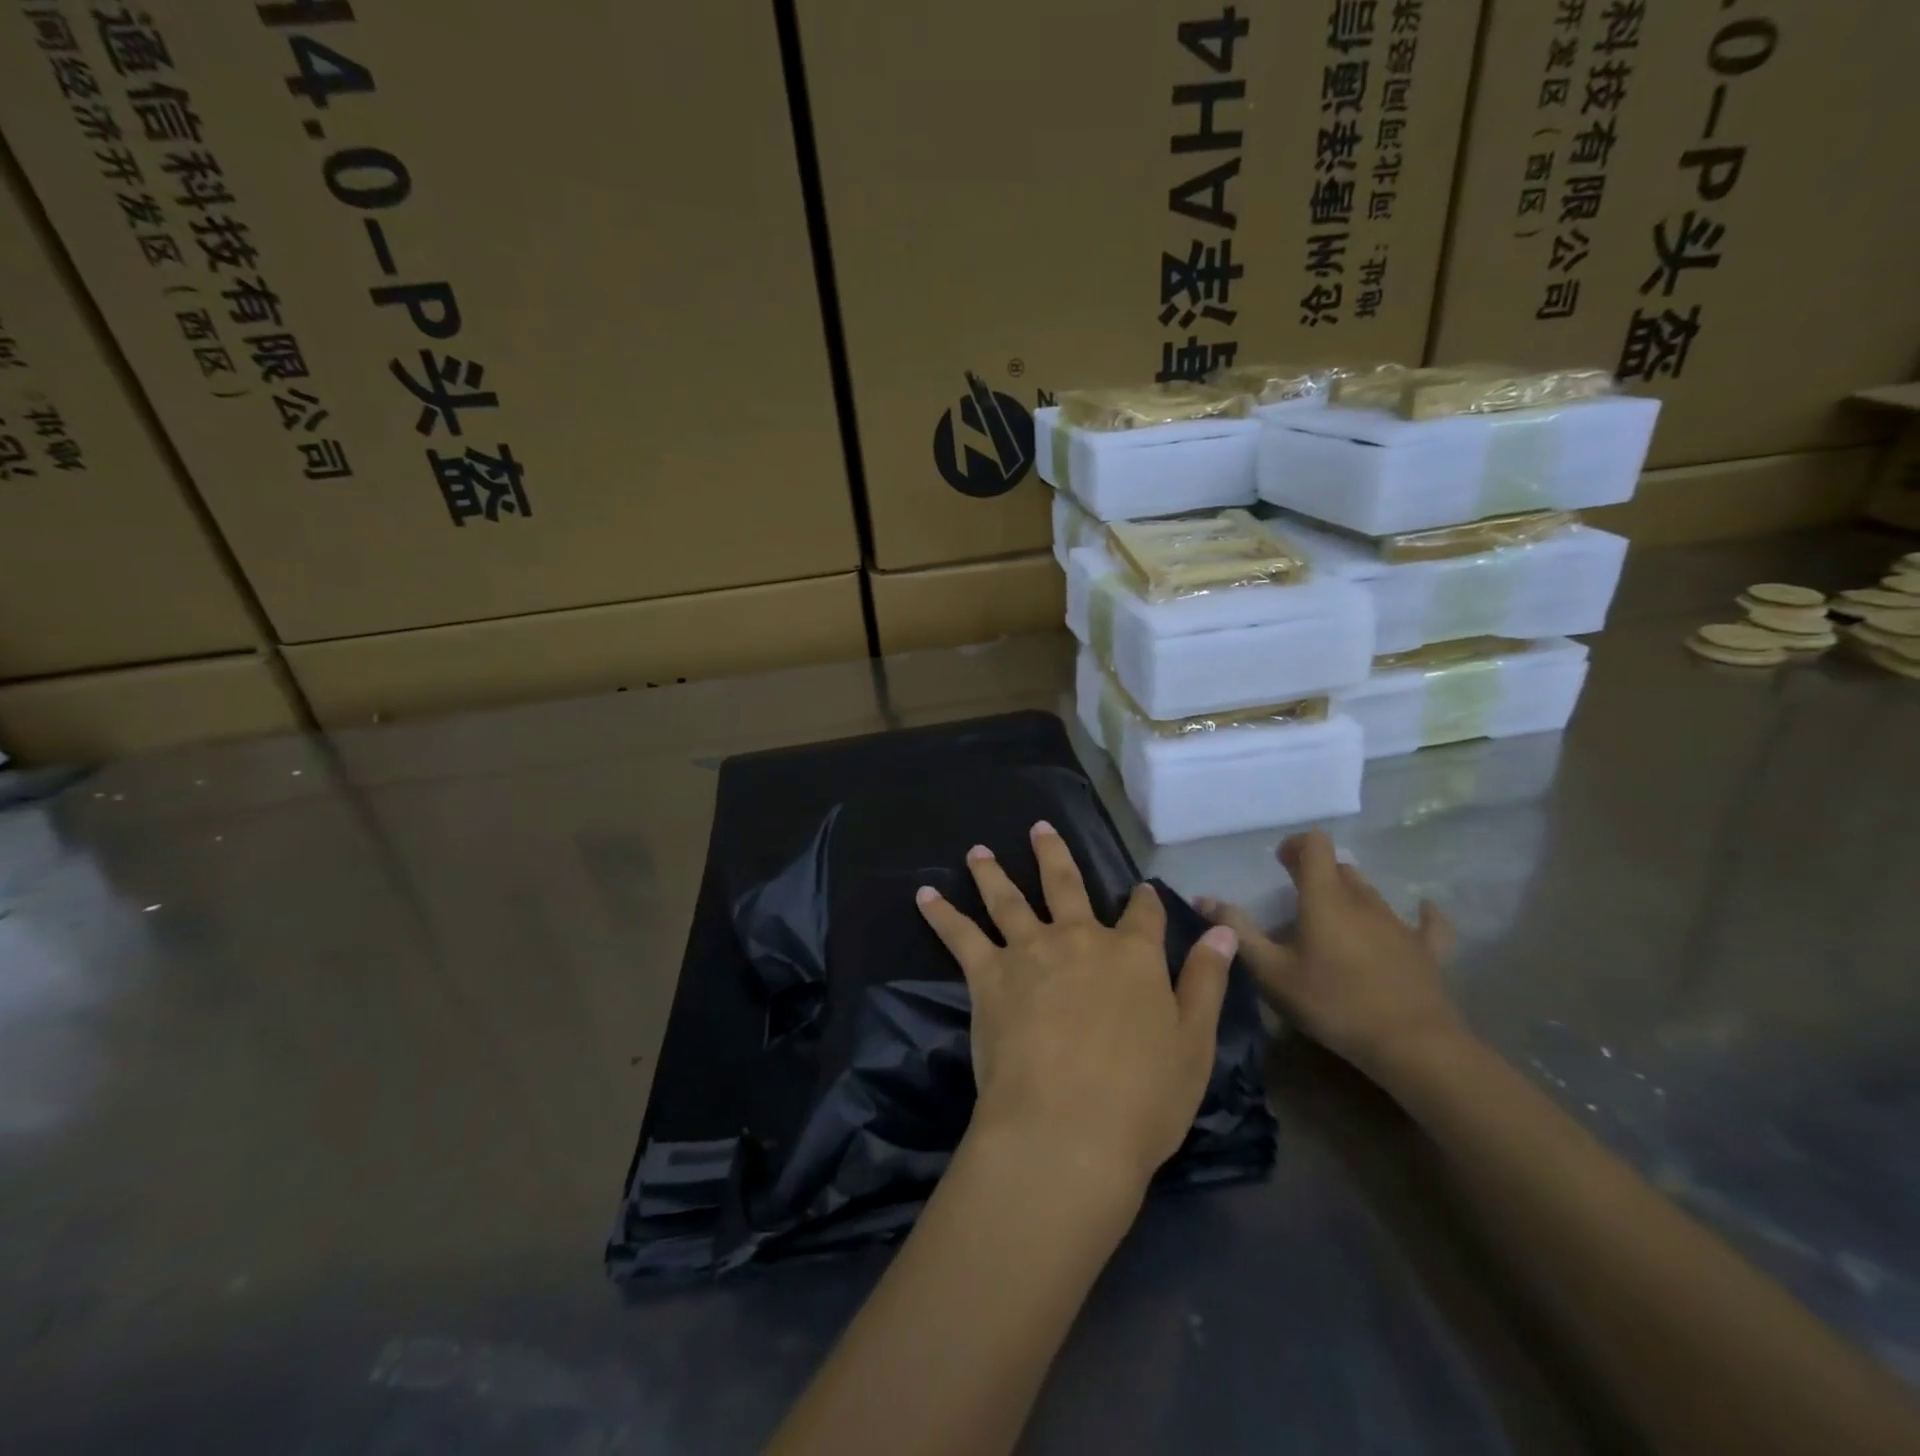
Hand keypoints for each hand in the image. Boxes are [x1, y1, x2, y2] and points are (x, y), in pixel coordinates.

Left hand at [916, 822, 1236, 1193]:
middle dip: (1054, 854)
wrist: (1067, 1130)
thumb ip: (1205, 982)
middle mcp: (1080, 939)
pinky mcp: (989, 974)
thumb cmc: (1143, 1099)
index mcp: (1133, 955)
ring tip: (977, 850)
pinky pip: (961, 935)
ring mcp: (1030, 951)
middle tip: (1039, 827)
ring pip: (1008, 899)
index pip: (1143, 914)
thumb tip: (1222, 932)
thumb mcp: (1193, 1044)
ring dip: (992, 872)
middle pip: (1066, 884)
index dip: (1144, 900)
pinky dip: (942, 913)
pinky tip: (924, 895)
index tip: (1142, 890)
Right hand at [1196, 830, 1461, 1078]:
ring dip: (1350, 895)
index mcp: (1325, 898)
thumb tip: (1204, 898)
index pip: (1315, 845)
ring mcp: (1399, 924)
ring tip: (1333, 919)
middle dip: (1317, 873)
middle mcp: (1363, 900)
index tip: (1279, 862)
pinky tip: (1422, 910)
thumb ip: (1238, 932)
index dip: (1296, 845)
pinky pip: (1427, 923)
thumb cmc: (1332, 1003)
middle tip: (1297, 898)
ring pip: (1371, 893)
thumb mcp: (1272, 972)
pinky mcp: (1426, 950)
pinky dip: (1421, 914)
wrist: (1411, 1045)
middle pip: (1340, 869)